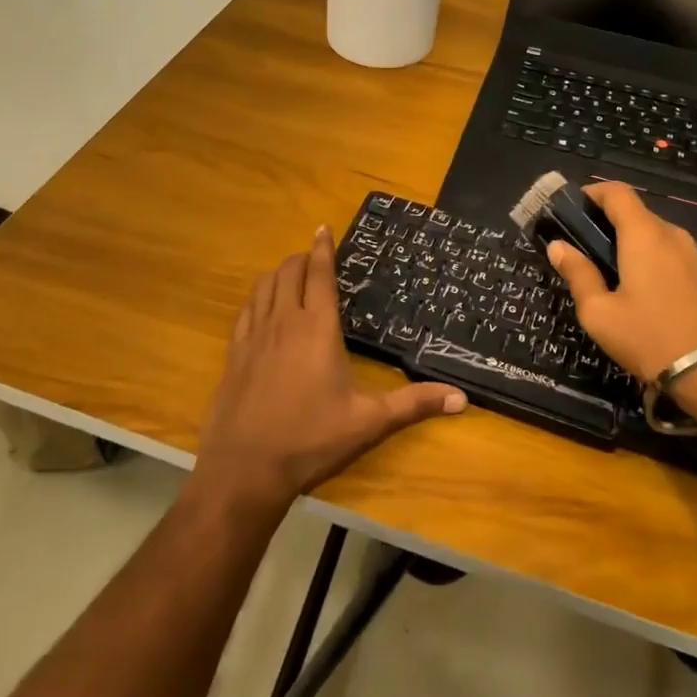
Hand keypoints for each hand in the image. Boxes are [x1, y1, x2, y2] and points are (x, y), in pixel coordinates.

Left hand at [194, 227, 466, 516]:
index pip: (319, 275)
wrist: (245, 468)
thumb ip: (413, 405)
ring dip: (279, 274)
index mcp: (318, 329)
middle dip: (302, 258)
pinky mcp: (234, 353)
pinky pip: (246, 310)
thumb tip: (462, 399)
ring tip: (291, 275)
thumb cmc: (311, 440)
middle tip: (314, 258)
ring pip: (264, 286)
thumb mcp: (369, 423)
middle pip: (289, 272)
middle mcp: (284, 322)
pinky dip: (258, 297)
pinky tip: (263, 307)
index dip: (322, 249)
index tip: (323, 228)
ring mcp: (255, 336)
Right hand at [546, 182, 696, 383]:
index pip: (617, 192)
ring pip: (657, 237)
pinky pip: (674, 257)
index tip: (572, 210)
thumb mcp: (600, 313)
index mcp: (644, 235)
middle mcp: (673, 236)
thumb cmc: (650, 338)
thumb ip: (577, 274)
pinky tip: (646, 296)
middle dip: (609, 224)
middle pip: (637, 214)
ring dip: (633, 246)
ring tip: (614, 277)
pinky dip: (654, 262)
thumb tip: (558, 246)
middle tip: (586, 251)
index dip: (592, 193)